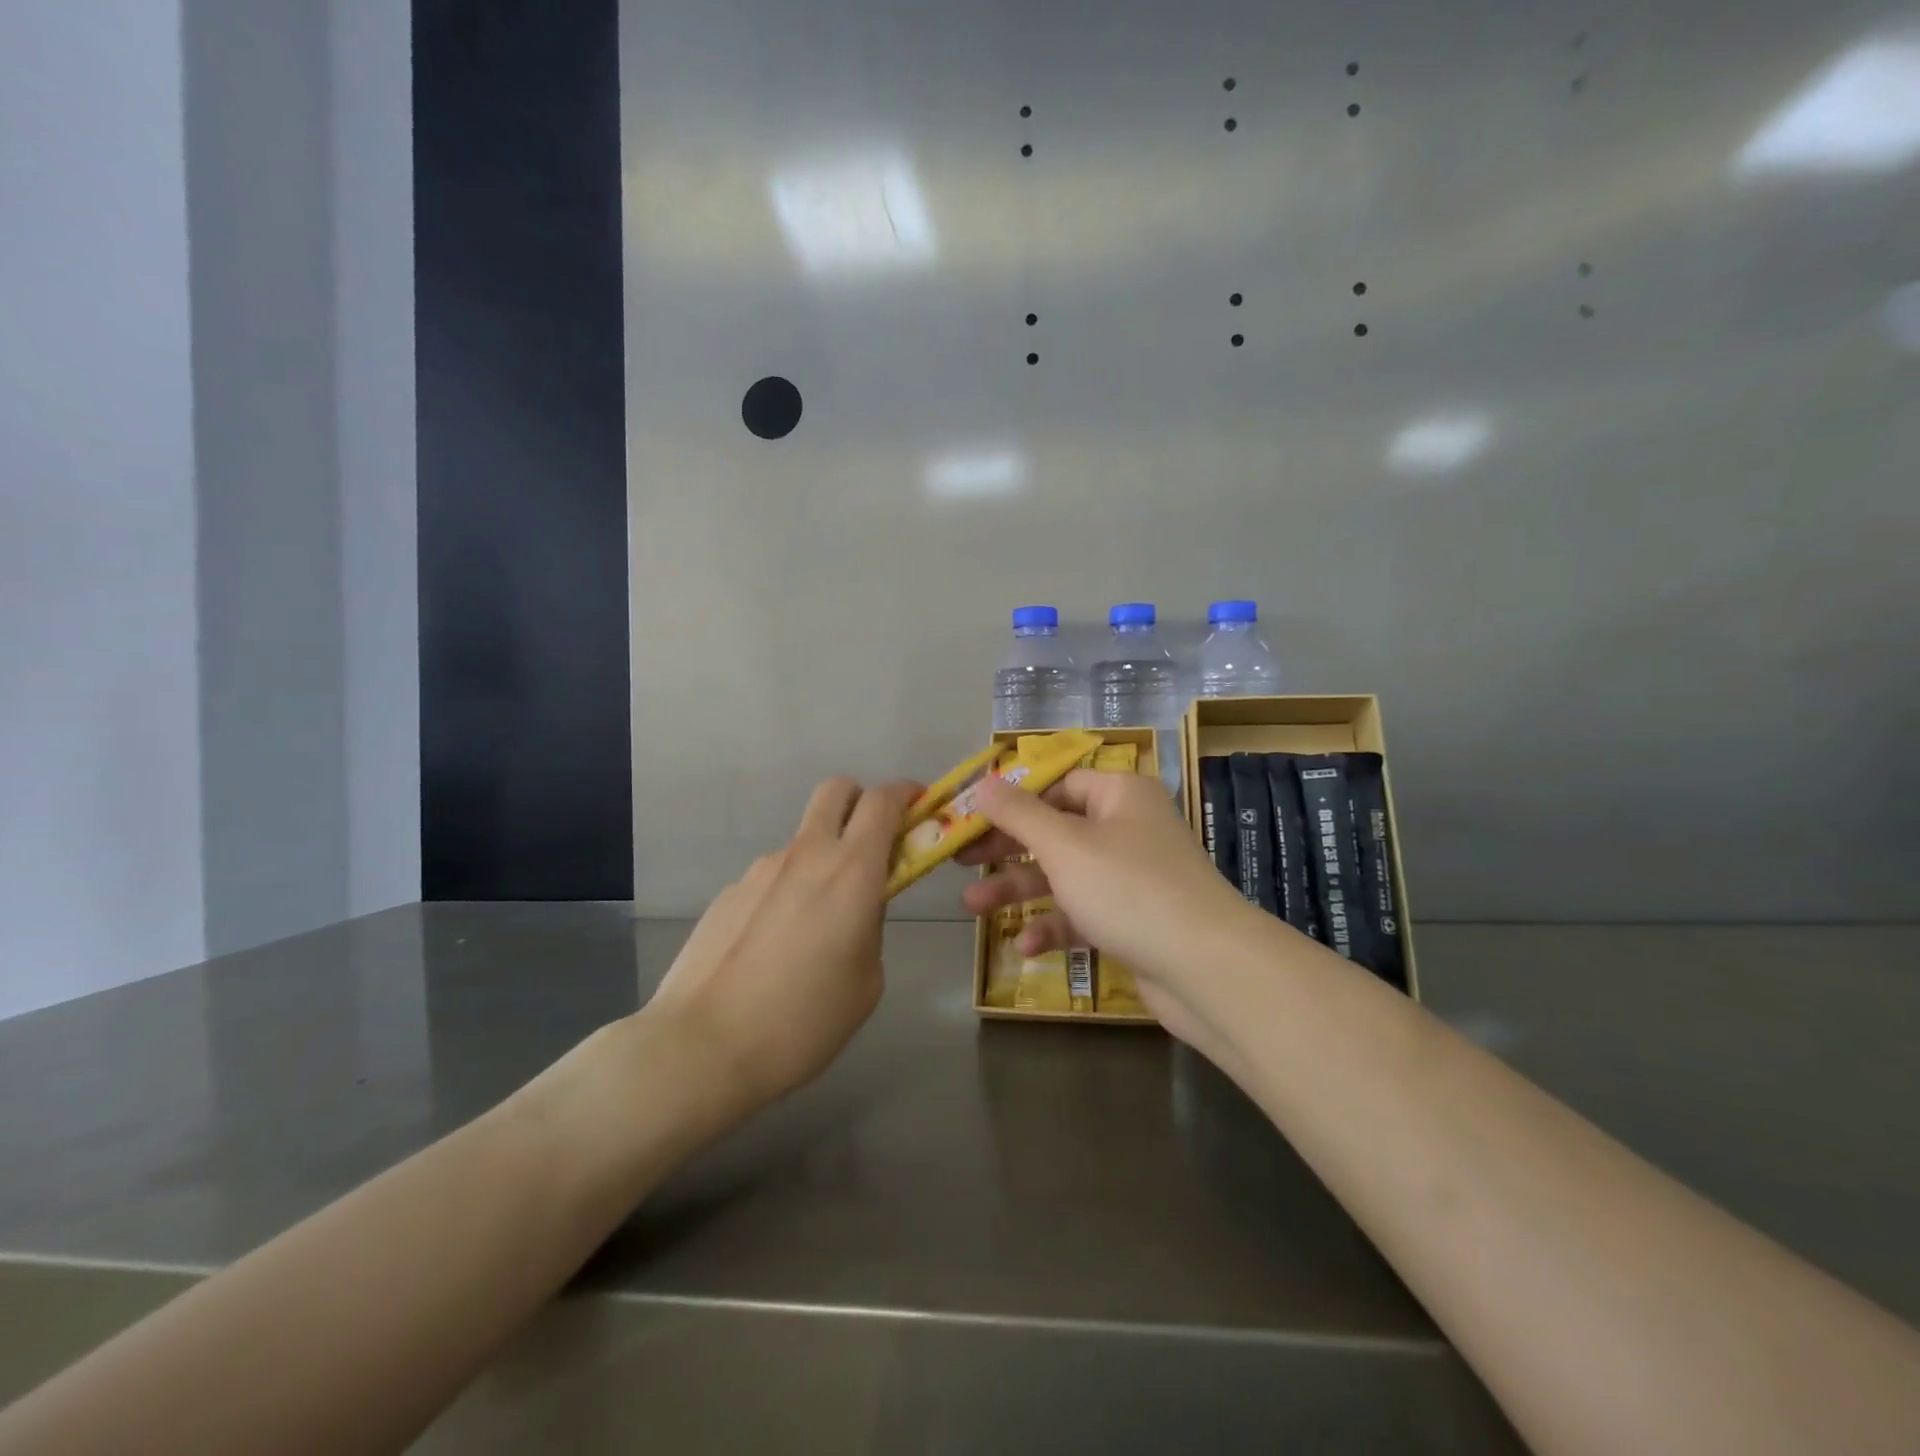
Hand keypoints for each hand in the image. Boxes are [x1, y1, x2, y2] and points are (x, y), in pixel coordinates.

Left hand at [648, 777, 916, 1109]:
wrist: (702, 1046)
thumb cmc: (803, 1021)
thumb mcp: (866, 981)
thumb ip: (870, 926)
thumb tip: (857, 908)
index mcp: (851, 871)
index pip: (884, 801)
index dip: (907, 793)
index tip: (920, 807)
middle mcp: (806, 855)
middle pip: (837, 790)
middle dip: (862, 800)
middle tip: (873, 842)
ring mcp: (760, 869)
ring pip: (804, 840)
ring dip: (822, 859)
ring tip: (815, 927)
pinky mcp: (729, 892)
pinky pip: (772, 877)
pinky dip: (787, 892)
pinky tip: (775, 947)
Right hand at [957, 769, 1264, 1043]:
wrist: (1207, 969)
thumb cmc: (1128, 889)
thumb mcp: (1064, 846)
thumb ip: (1018, 814)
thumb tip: (982, 782)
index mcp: (1119, 795)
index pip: (1058, 785)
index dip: (1014, 800)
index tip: (972, 819)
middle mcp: (1128, 828)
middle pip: (1055, 830)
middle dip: (1007, 850)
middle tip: (961, 862)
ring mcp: (1133, 877)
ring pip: (1065, 875)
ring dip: (1020, 891)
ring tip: (972, 909)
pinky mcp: (1134, 920)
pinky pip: (1084, 913)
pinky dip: (1055, 925)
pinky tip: (1024, 947)